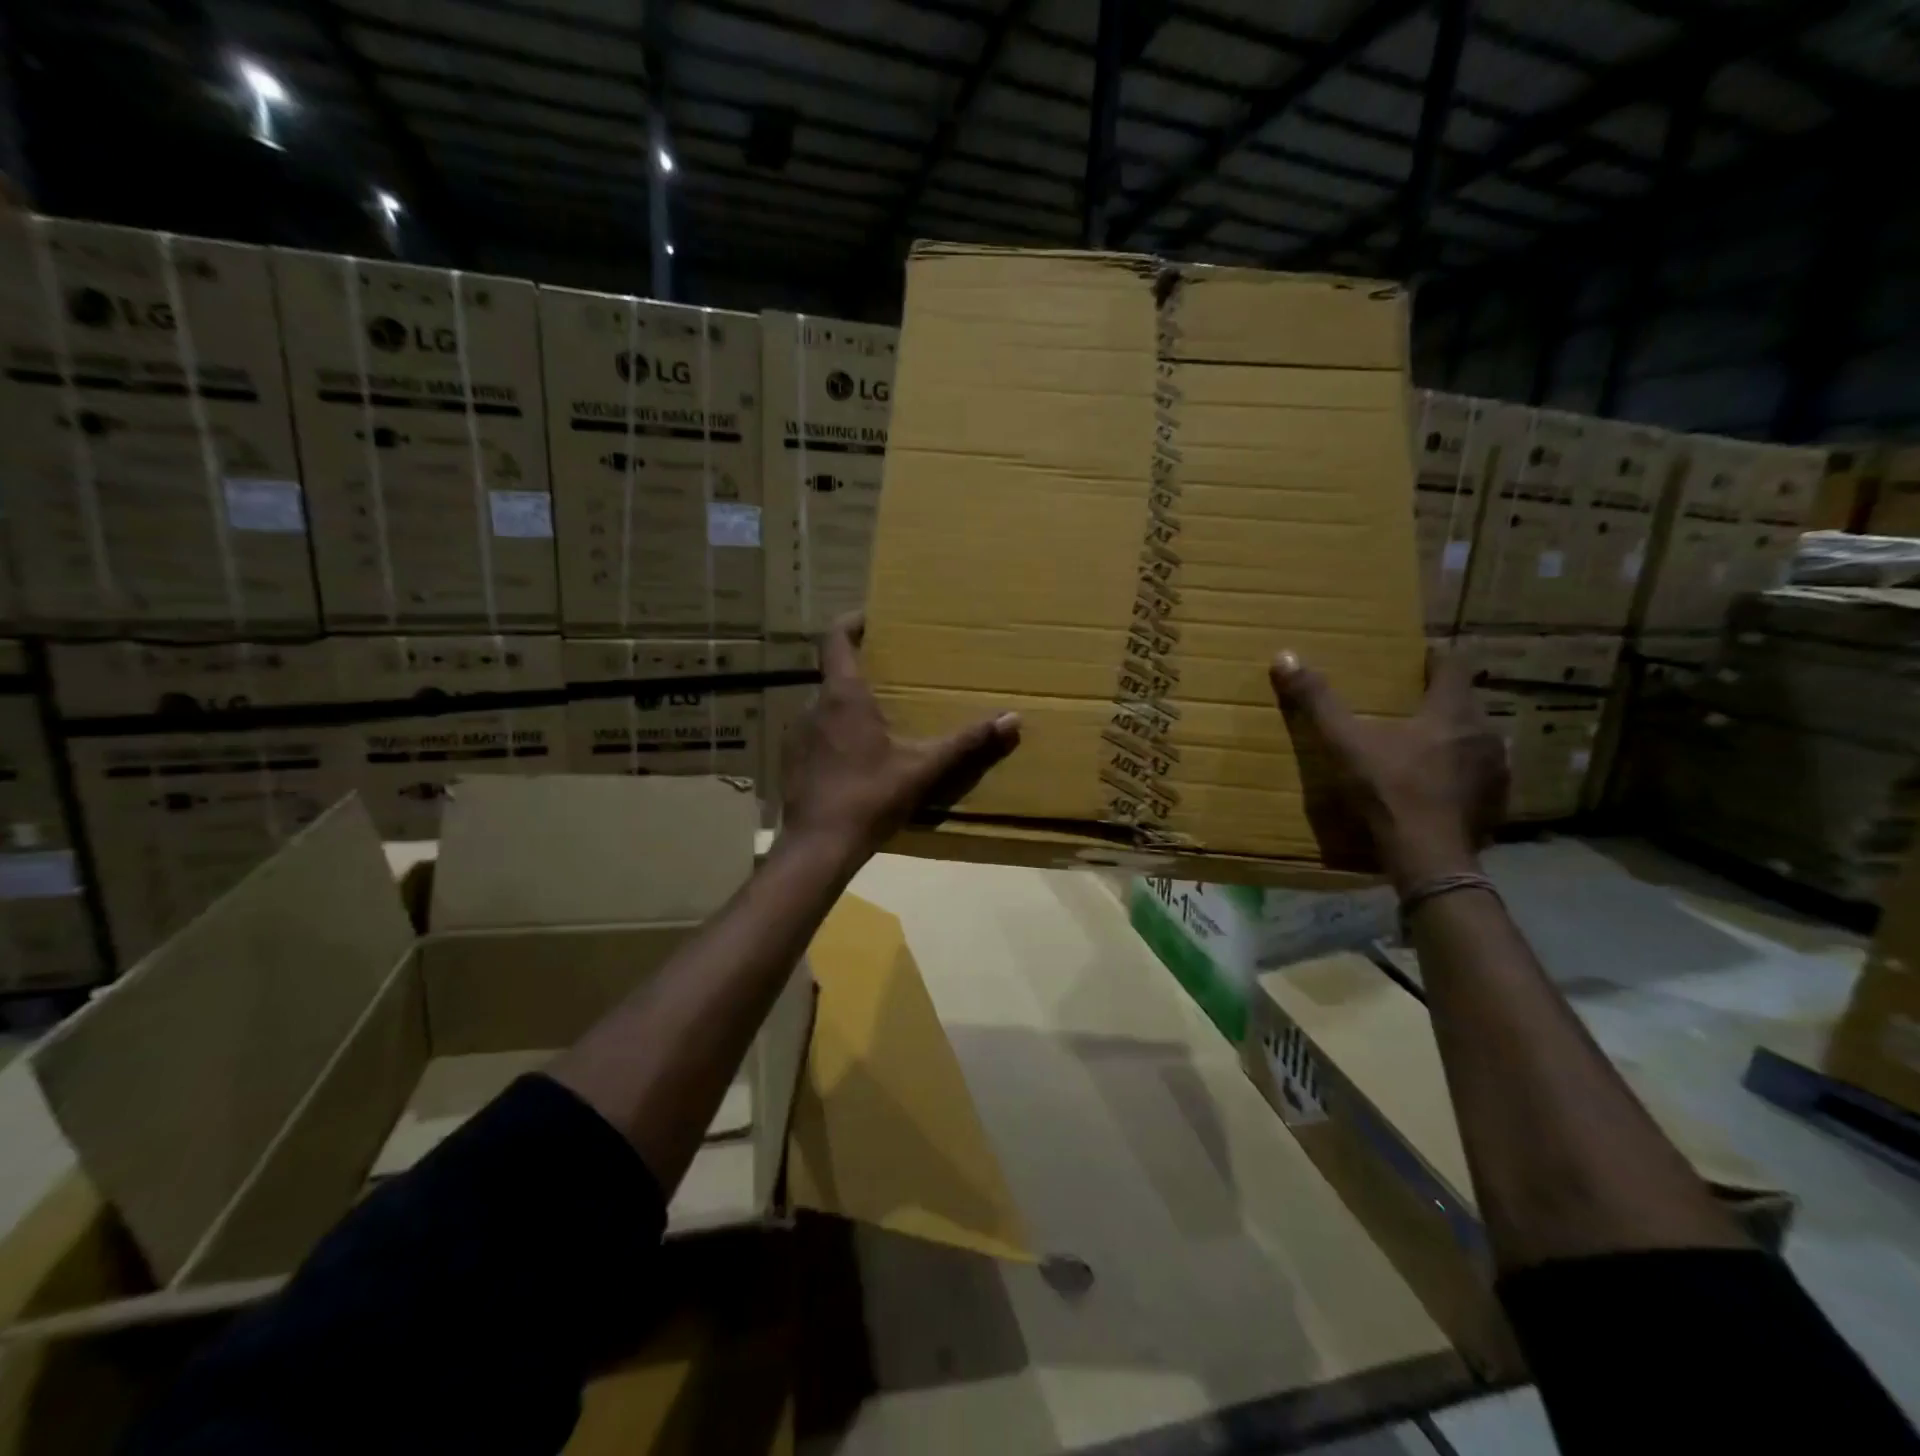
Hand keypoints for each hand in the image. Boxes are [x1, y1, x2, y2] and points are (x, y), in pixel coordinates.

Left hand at [781, 613, 1021, 858]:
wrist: (818, 847)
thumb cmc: (870, 798)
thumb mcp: (924, 769)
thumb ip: (967, 743)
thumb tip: (1013, 719)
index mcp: (844, 697)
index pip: (835, 639)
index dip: (851, 621)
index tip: (871, 616)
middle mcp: (814, 706)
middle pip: (835, 674)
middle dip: (862, 671)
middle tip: (893, 677)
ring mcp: (797, 734)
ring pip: (825, 707)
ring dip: (849, 707)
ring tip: (880, 721)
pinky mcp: (792, 761)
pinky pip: (817, 734)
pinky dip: (836, 735)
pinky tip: (857, 760)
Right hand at [1270, 650, 1506, 892]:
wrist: (1428, 857)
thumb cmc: (1389, 791)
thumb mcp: (1345, 743)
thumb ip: (1317, 701)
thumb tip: (1284, 657)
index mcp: (1451, 711)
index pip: (1453, 666)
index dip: (1434, 658)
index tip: (1416, 657)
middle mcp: (1483, 733)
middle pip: (1464, 702)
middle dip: (1439, 700)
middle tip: (1409, 704)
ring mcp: (1495, 771)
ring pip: (1474, 740)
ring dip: (1452, 737)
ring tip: (1423, 745)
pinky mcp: (1496, 803)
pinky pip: (1479, 775)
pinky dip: (1460, 773)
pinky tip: (1437, 786)